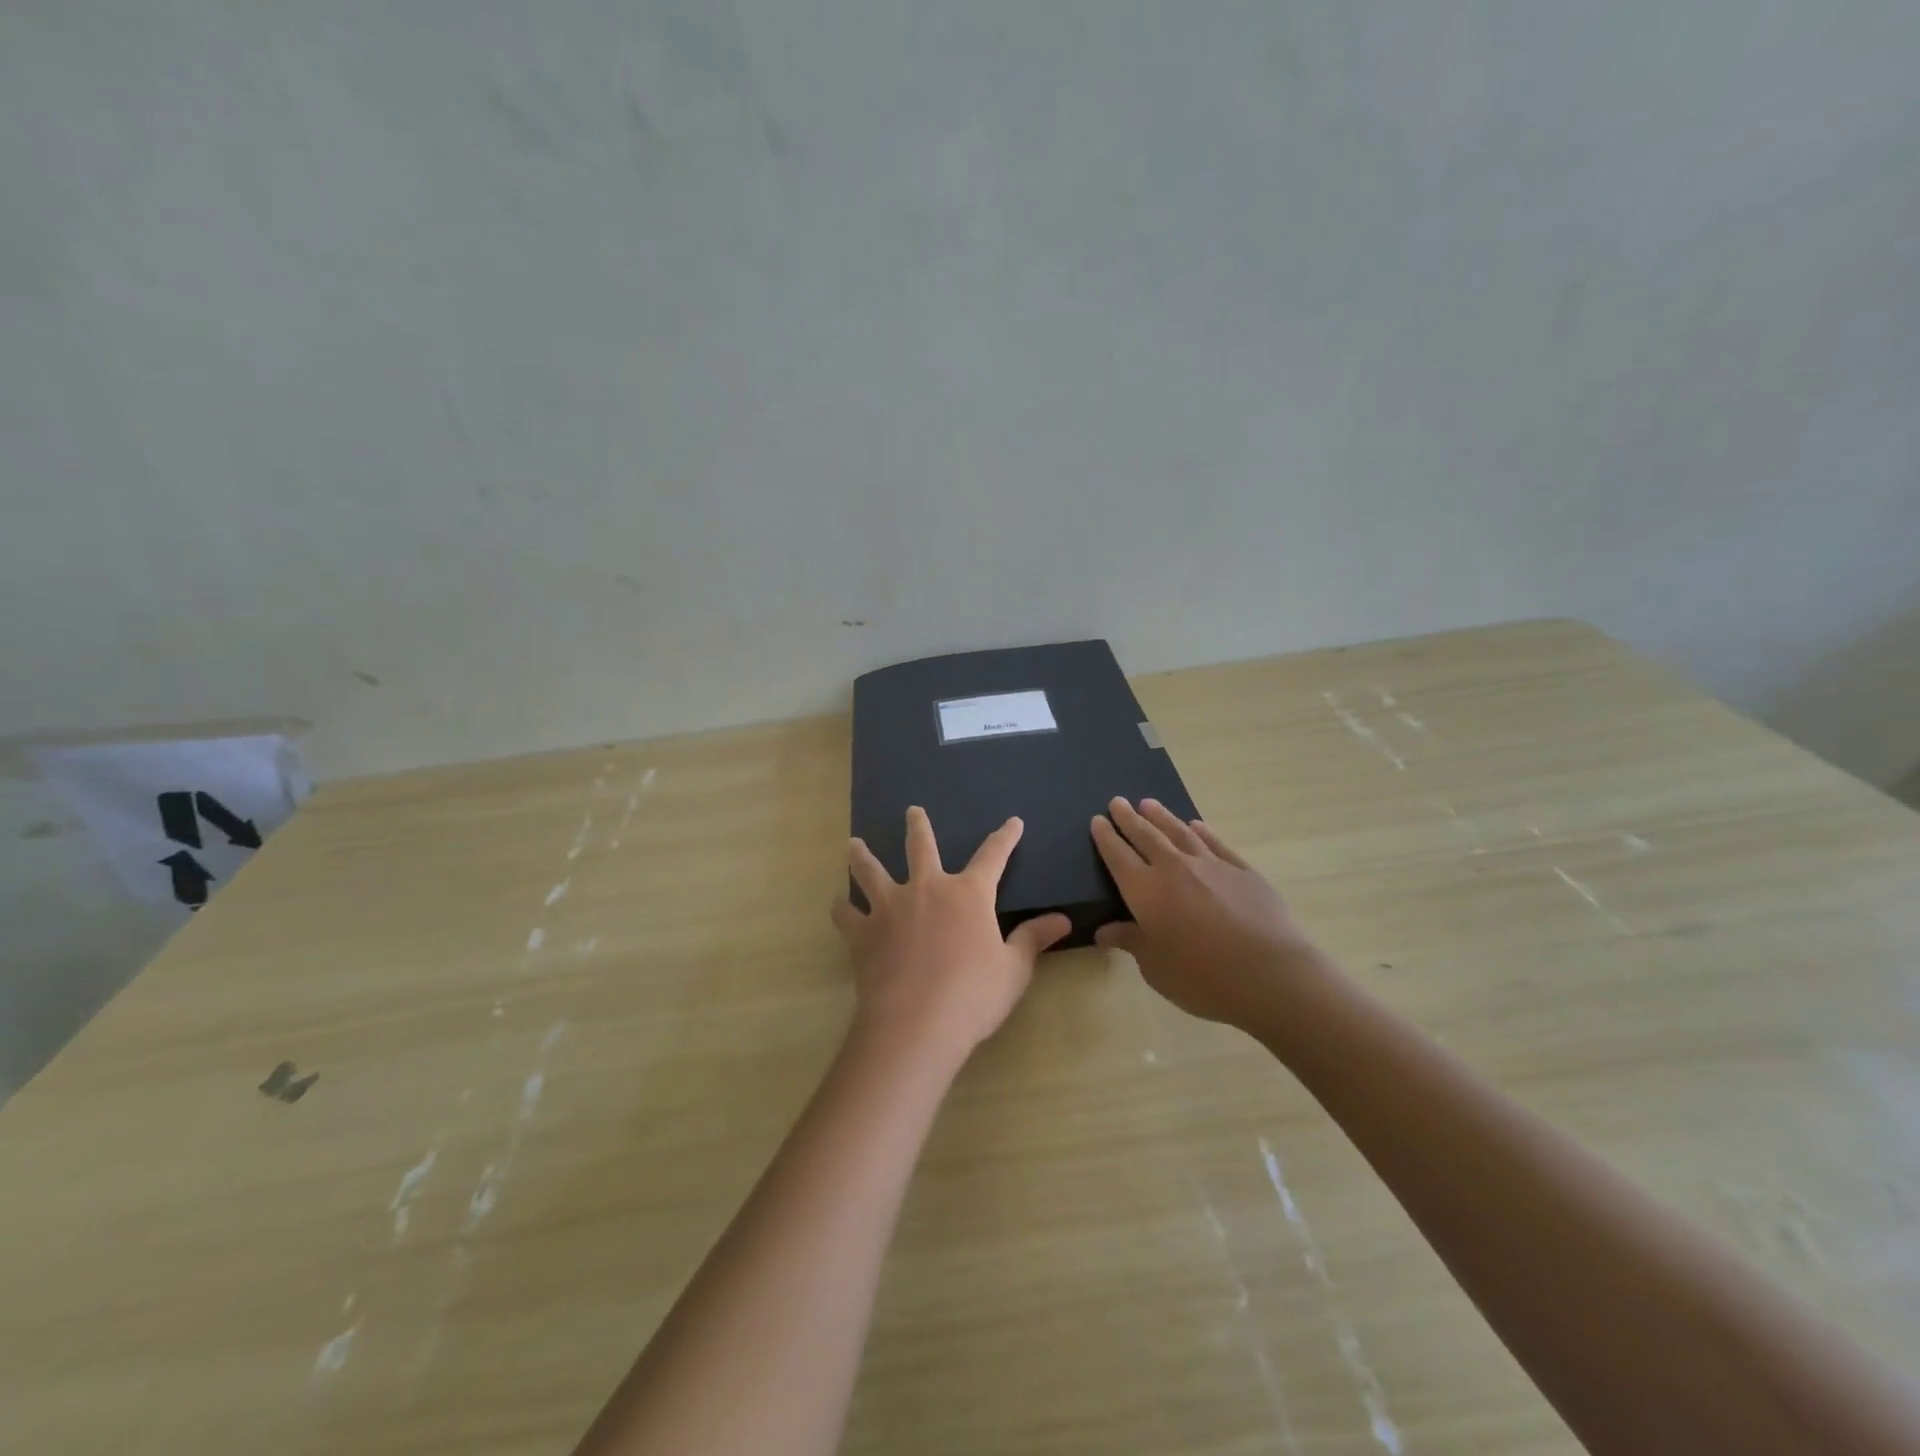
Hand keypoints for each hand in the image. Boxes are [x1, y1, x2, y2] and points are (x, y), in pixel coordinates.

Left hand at [832, 807, 1071, 1068]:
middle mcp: (927, 889)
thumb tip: (1063, 920)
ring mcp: (890, 907)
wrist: (916, 1022)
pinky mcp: (864, 932)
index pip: (993, 856)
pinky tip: (838, 904)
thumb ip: (1033, 939)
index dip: (1005, 837)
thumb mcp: (1013, 969)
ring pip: (872, 871)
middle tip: (912, 811)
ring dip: (863, 856)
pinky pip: (847, 914)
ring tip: (853, 844)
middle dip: (918, 826)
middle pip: (921, 847)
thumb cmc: (973, 995)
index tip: (1012, 822)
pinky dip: (842, 908)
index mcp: (969, 894)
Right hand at [1091, 798, 1321, 1033]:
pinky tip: (1196, 826)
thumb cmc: (1203, 978)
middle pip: (1146, 836)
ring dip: (1162, 817)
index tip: (1097, 820)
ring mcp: (1211, 866)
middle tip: (1117, 801)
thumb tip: (1104, 931)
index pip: (1118, 857)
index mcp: (1146, 892)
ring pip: (1179, 833)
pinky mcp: (1243, 871)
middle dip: (1129, 819)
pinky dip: (1202, 832)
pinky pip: (1216, 844)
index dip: (1106, 838)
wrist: (1270, 975)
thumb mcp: (1156, 968)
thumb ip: (1131, 942)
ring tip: (1149, 804)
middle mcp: (1174, 869)